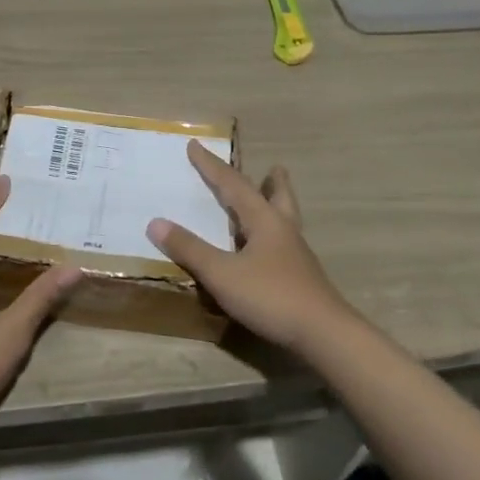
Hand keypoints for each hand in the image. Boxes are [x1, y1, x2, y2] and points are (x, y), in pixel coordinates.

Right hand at [146, 142, 356, 353]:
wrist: (323, 334)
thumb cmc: (271, 296)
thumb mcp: (222, 273)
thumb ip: (190, 249)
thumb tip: (156, 223)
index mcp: (264, 220)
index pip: (233, 185)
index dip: (211, 166)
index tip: (195, 146)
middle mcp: (283, 230)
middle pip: (278, 196)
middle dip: (272, 181)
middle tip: (274, 167)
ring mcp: (296, 255)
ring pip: (286, 219)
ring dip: (277, 204)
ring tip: (273, 198)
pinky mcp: (301, 277)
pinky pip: (284, 243)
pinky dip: (273, 234)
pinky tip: (267, 249)